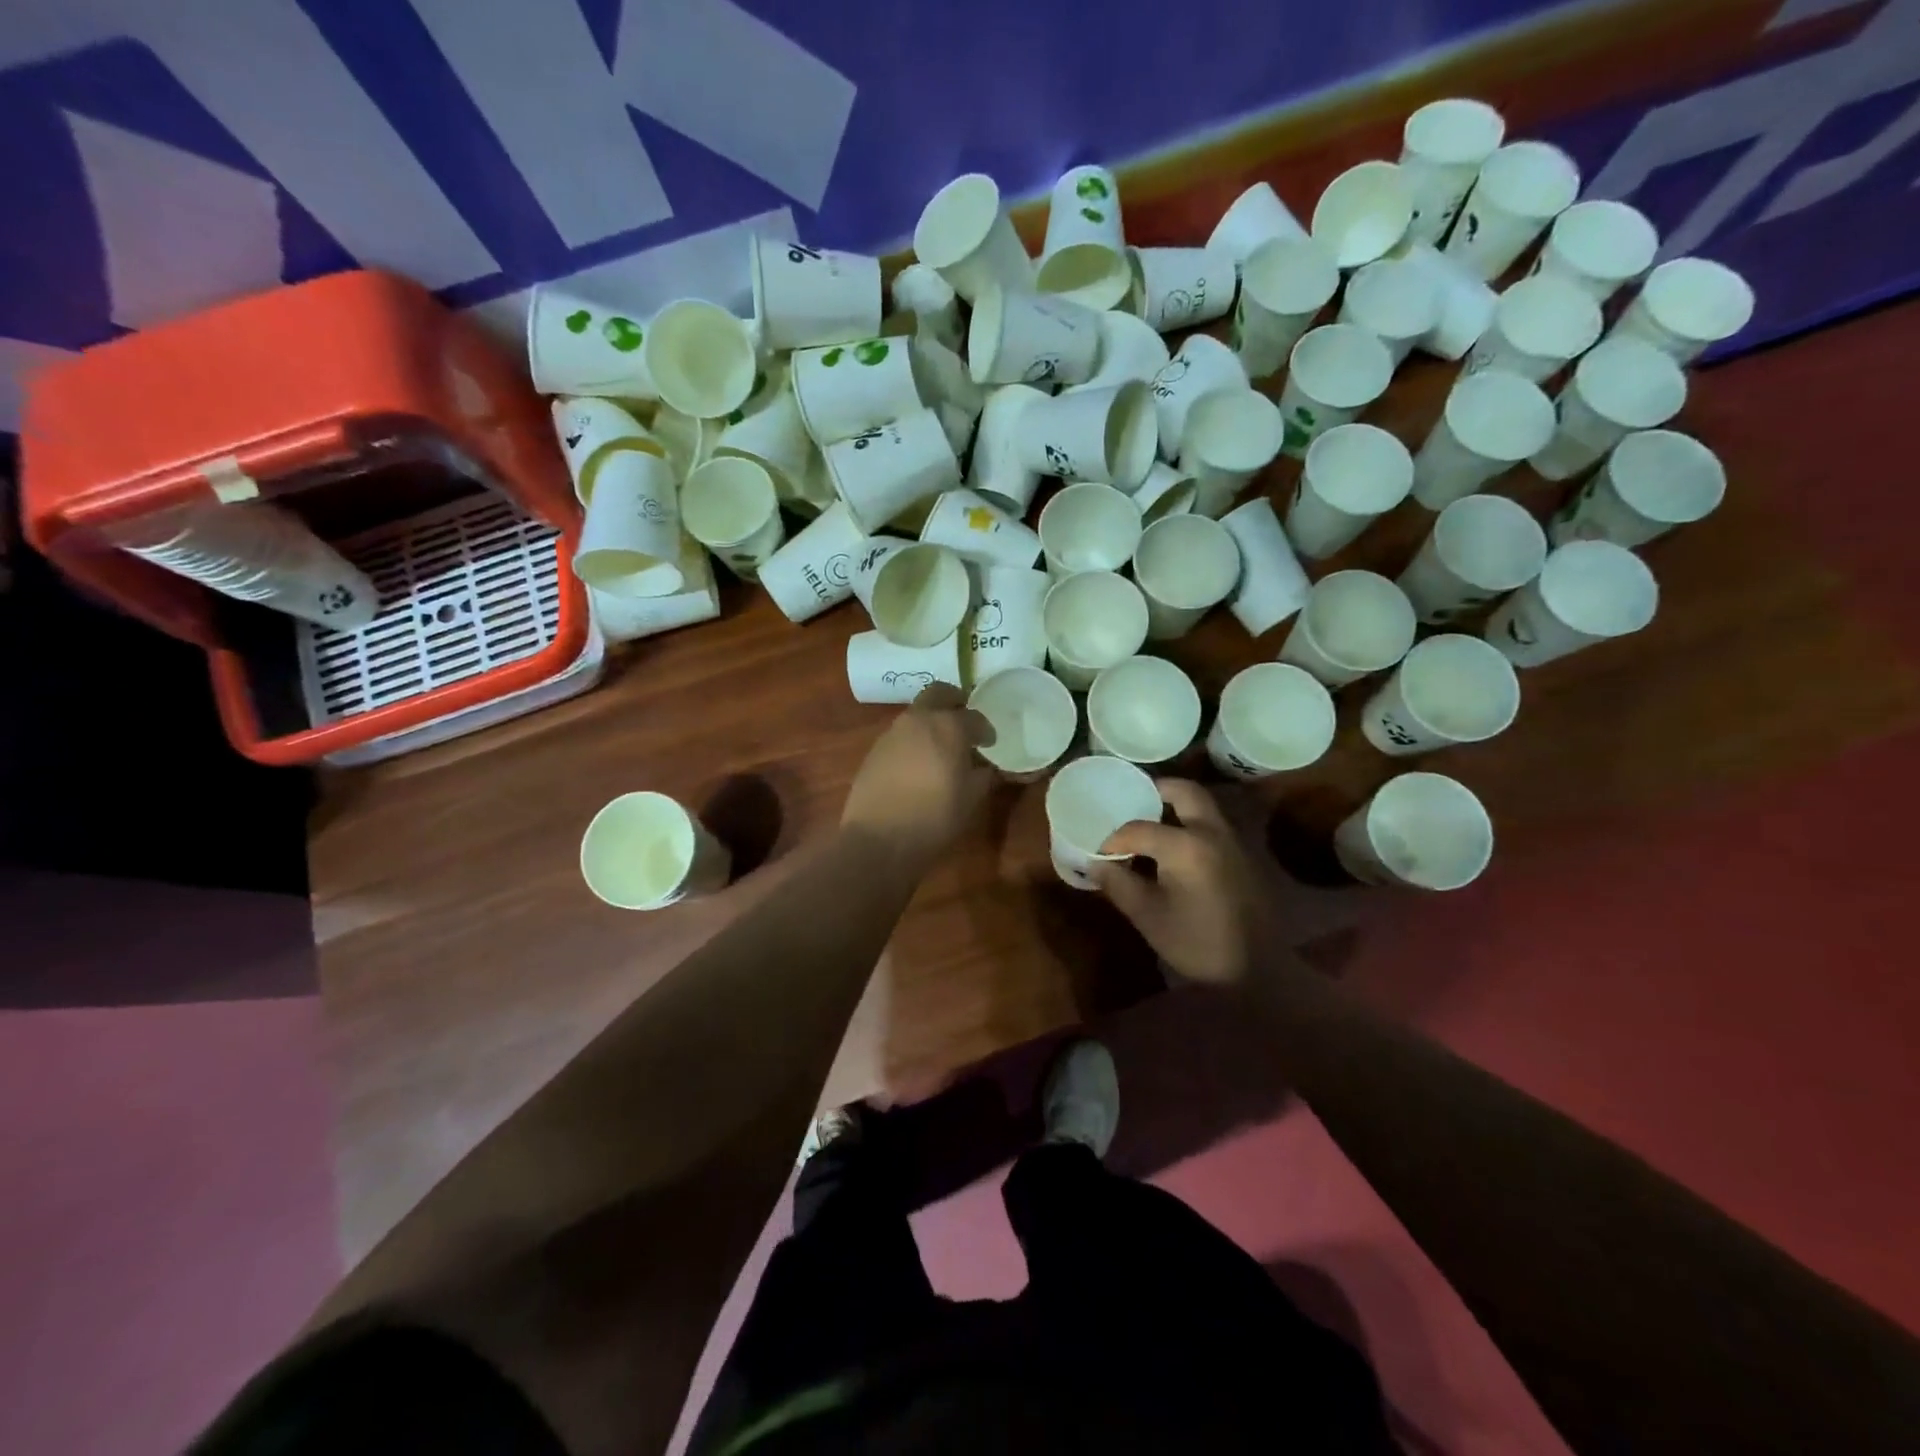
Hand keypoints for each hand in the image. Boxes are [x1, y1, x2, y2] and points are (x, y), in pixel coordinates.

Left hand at [842, 685, 993, 860]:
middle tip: (964, 721)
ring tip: (942, 746)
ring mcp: (893, 732)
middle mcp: (919, 719)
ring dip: (932, 721)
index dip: (986, 730)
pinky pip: (901, 734)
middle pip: (939, 693)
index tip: (990, 743)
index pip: (975, 717)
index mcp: (948, 726)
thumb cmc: (934, 817)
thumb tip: (985, 767)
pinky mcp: (875, 749)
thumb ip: (983, 775)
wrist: (878, 838)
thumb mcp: (971, 798)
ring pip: (917, 712)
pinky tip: (919, 763)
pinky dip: (915, 739)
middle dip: (955, 702)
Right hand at [1096, 780, 1257, 984]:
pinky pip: (1213, 825)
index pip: (1138, 828)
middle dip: (1156, 791)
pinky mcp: (1243, 857)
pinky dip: (1191, 823)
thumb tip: (1096, 864)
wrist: (1258, 971)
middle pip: (1184, 791)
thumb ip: (1119, 884)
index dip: (1113, 839)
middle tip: (1133, 802)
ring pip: (1203, 806)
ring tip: (1150, 825)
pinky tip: (1174, 849)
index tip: (1100, 853)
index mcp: (1185, 844)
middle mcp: (1212, 832)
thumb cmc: (1197, 943)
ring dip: (1176, 806)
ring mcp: (1233, 842)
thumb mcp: (1148, 916)